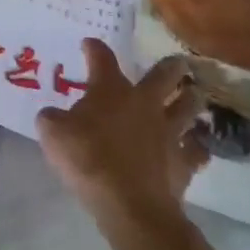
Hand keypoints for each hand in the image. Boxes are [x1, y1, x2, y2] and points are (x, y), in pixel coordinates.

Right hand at [36, 39, 207, 239]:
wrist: (129, 205)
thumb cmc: (87, 159)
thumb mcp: (53, 134)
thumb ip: (51, 119)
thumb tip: (52, 115)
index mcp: (110, 90)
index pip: (102, 58)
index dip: (94, 48)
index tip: (89, 44)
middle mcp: (144, 103)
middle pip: (163, 76)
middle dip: (171, 67)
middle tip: (178, 61)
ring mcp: (168, 132)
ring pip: (188, 108)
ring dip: (192, 99)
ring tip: (195, 94)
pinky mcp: (184, 162)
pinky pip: (197, 150)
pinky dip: (198, 147)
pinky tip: (197, 147)